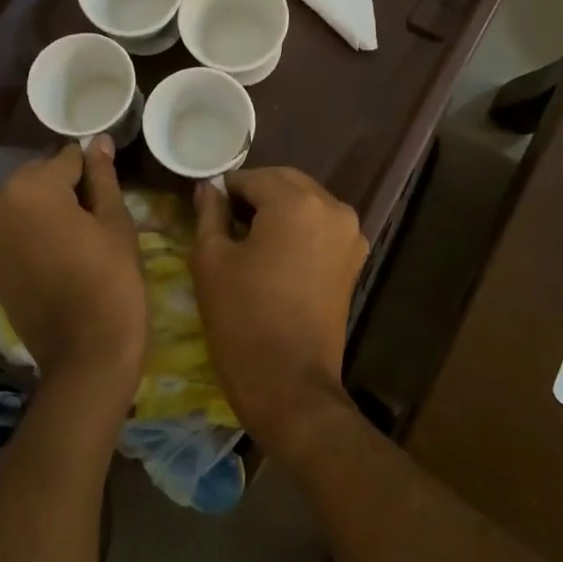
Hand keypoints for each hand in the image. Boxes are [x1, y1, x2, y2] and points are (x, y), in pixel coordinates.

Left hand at [0, 137, 145, 408]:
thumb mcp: (114, 222)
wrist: (85, 352)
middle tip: (94, 220)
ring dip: (44, 210)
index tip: (108, 195)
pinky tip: (54, 254)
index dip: (92, 173)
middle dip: (64, 189)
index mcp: (30, 187)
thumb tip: (98, 139)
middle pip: (38, 177)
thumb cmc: (111, 280)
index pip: (67, 159)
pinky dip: (28, 232)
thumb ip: (102, 176)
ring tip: (75, 239)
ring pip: (22, 203)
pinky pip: (9, 229)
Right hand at [191, 168, 368, 455]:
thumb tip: (209, 188)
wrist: (289, 384)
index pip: (253, 177)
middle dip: (255, 193)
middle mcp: (333, 208)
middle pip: (286, 183)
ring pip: (306, 202)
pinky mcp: (354, 259)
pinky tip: (275, 253)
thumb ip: (210, 213)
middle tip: (225, 220)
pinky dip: (298, 228)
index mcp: (297, 203)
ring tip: (248, 238)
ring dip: (278, 209)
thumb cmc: (242, 319)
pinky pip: (321, 226)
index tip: (207, 207)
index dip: (226, 189)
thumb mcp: (211, 260)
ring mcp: (350, 234)